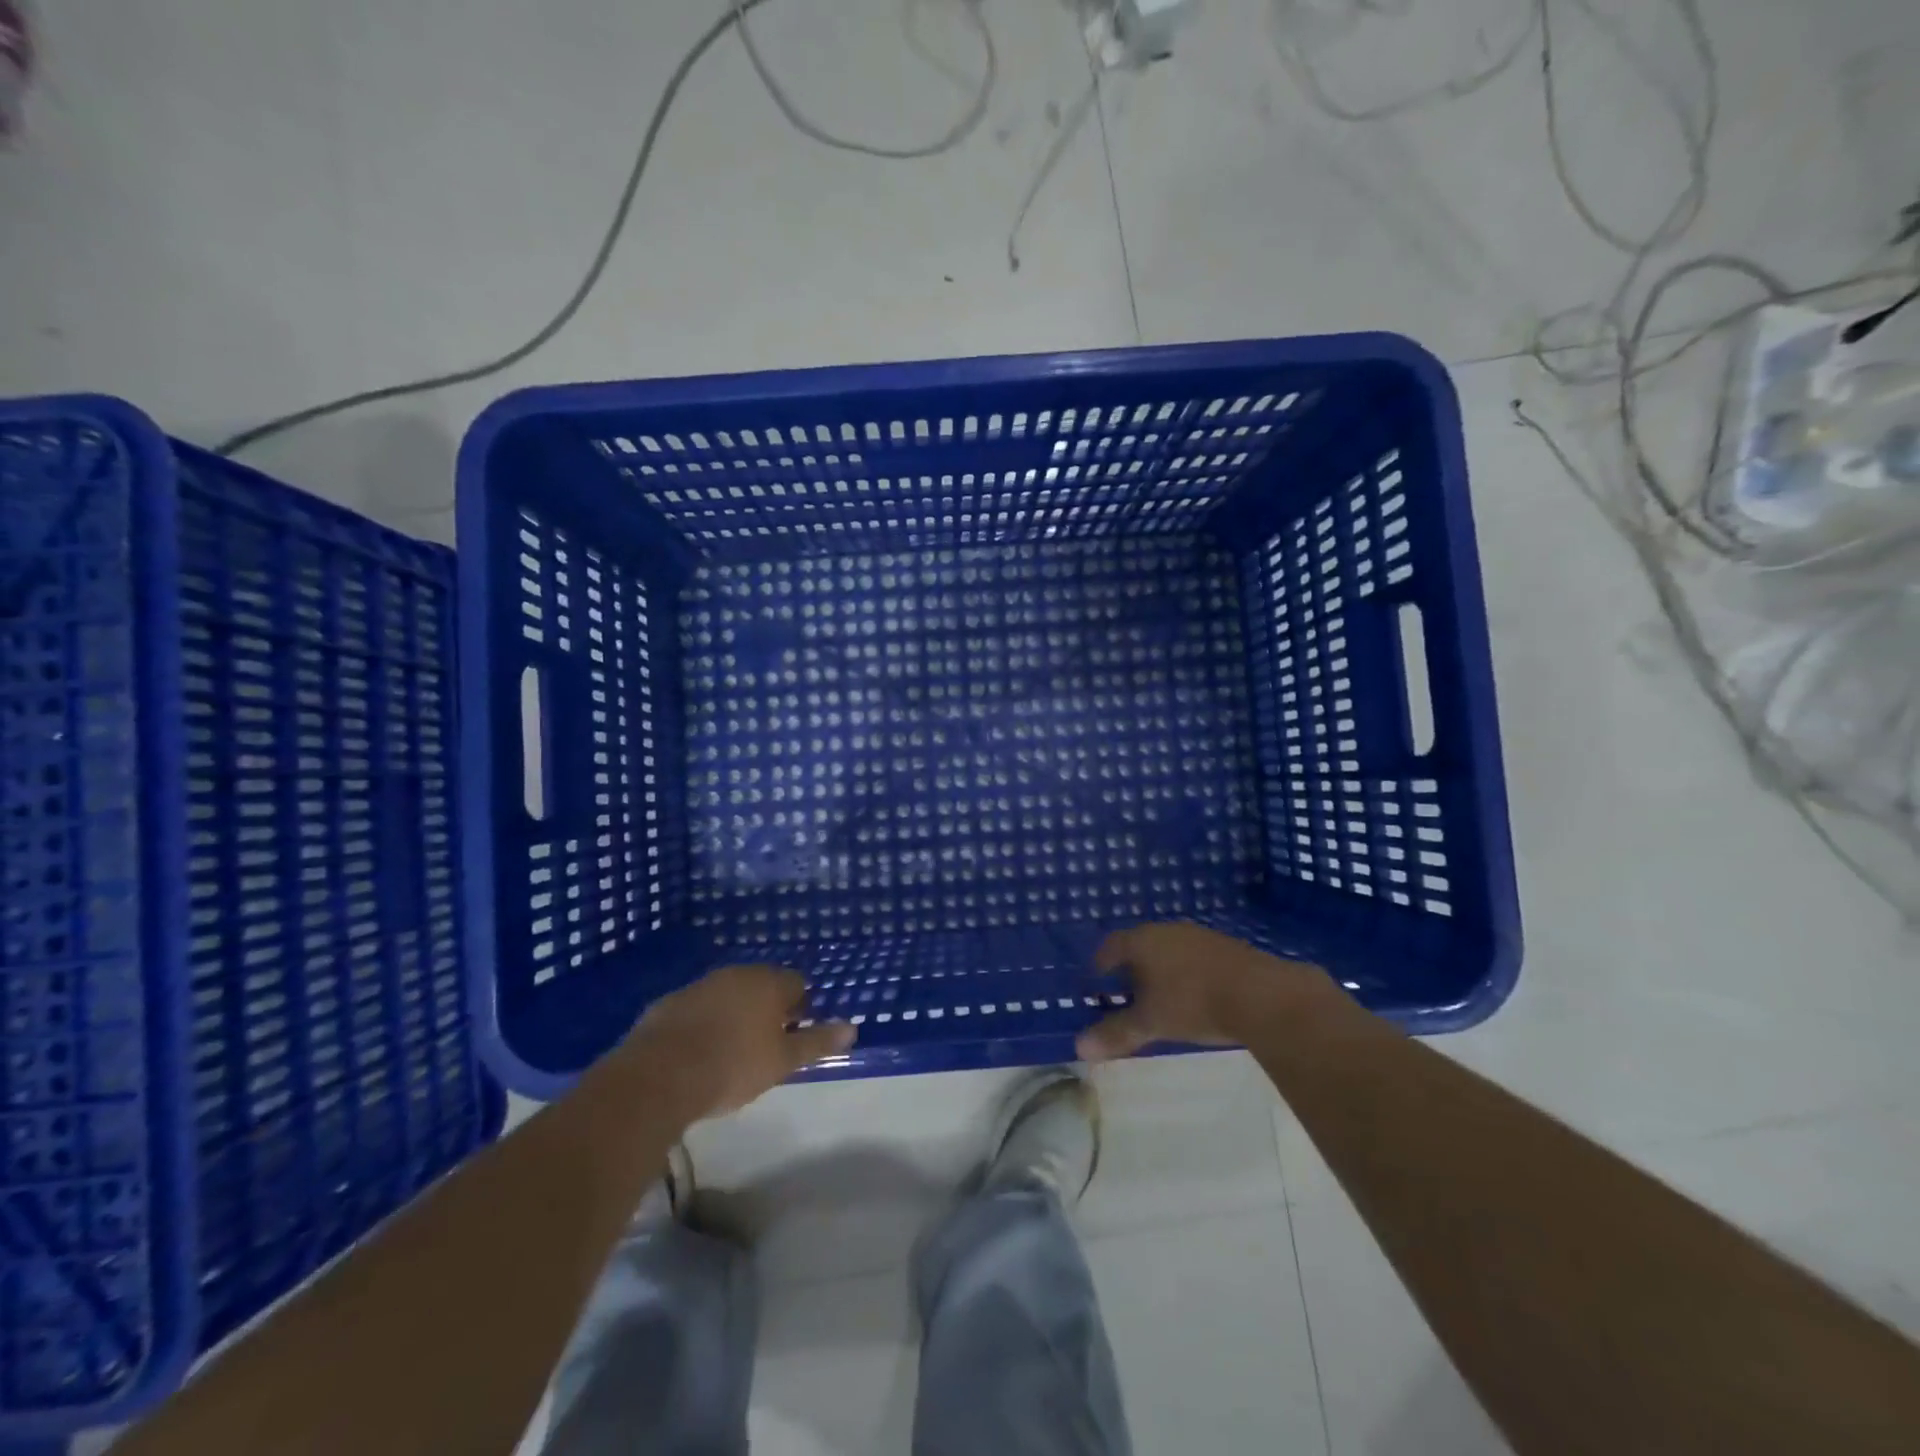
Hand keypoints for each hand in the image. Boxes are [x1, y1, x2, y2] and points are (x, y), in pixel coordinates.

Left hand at [618, 965, 855, 1121]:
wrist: (660, 1076)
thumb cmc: (733, 1066)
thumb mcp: (783, 1060)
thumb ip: (817, 1042)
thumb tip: (852, 1028)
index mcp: (768, 982)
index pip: (797, 984)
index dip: (800, 1008)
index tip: (794, 1035)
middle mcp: (736, 974)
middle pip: (762, 985)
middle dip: (768, 1008)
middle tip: (767, 1044)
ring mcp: (700, 985)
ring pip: (729, 994)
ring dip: (735, 1013)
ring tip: (733, 1049)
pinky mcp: (669, 1003)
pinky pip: (698, 1008)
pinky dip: (704, 1022)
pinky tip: (699, 1051)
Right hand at [1076, 922, 1332, 1061]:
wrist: (1260, 995)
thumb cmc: (1192, 1003)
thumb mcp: (1150, 1023)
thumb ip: (1115, 1033)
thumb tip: (1078, 1047)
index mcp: (1142, 940)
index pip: (1111, 946)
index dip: (1100, 965)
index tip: (1097, 984)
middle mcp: (1166, 930)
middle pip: (1139, 946)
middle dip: (1130, 969)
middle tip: (1125, 995)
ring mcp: (1198, 936)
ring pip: (1168, 950)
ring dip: (1160, 971)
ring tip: (1160, 999)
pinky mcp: (1225, 948)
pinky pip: (1193, 958)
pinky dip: (1185, 974)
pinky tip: (1193, 997)